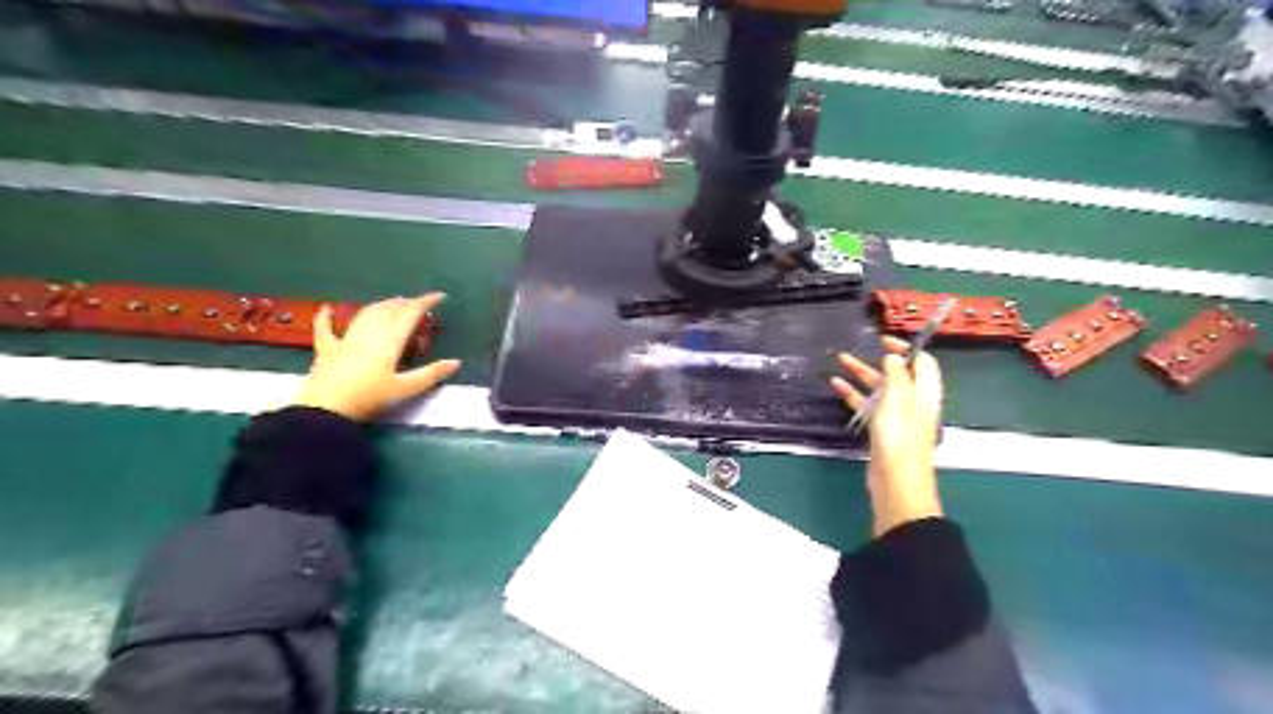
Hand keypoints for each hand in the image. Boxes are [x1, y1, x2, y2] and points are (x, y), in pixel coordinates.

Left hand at [293, 293, 463, 419]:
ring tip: (393, 303)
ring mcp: (345, 339)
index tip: (440, 296)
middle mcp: (369, 333)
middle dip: (405, 303)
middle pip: (389, 310)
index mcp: (389, 341)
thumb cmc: (369, 398)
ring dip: (381, 305)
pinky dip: (326, 317)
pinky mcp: (327, 350)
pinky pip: (325, 329)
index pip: (410, 314)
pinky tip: (327, 309)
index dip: (425, 302)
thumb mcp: (405, 389)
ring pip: (366, 314)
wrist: (325, 409)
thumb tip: (456, 362)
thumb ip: (431, 375)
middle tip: (418, 303)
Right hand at [832, 337, 937, 534]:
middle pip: (899, 375)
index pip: (923, 363)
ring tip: (841, 361)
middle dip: (879, 360)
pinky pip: (867, 406)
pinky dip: (854, 394)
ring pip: (879, 389)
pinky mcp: (882, 430)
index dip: (906, 349)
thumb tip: (894, 357)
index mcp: (924, 394)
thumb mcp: (898, 400)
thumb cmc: (899, 438)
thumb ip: (896, 376)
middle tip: (860, 348)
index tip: (884, 341)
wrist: (895, 482)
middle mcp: (913, 403)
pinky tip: (837, 386)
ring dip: (862, 374)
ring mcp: (897, 417)